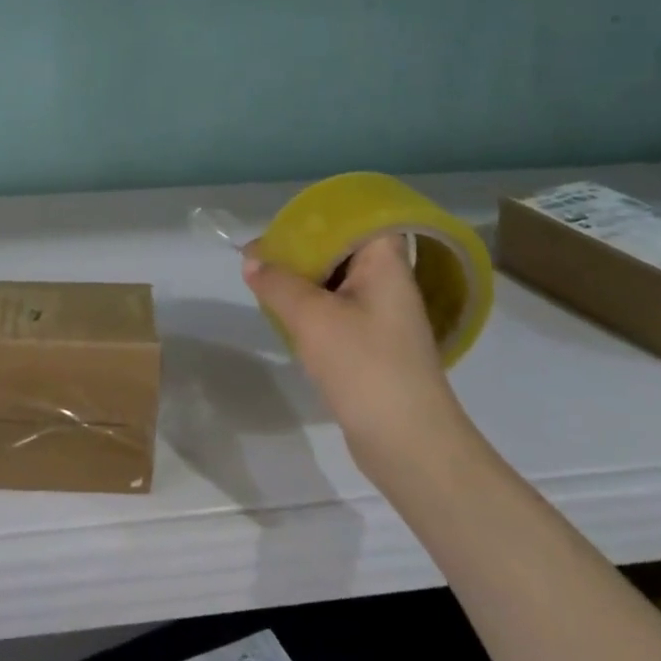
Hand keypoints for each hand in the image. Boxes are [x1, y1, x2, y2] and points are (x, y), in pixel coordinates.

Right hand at [242, 238, 464, 475]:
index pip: (362, 219)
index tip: (285, 224)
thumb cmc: (364, 365)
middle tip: (261, 255)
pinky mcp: (373, 346)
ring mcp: (383, 317)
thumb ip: (277, 282)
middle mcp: (389, 284)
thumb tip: (252, 260)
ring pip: (338, 281)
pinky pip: (337, 310)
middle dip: (301, 248)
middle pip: (344, 249)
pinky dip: (311, 306)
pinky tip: (284, 314)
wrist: (409, 444)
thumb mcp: (311, 316)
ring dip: (303, 279)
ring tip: (264, 281)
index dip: (323, 216)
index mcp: (386, 265)